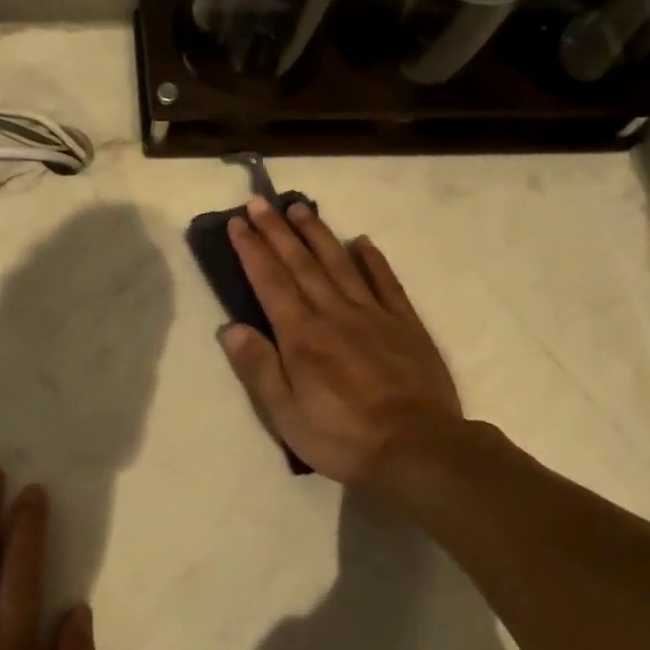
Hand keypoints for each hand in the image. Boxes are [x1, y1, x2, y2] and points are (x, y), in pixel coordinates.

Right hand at [220, 196, 464, 496]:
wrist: (419, 448)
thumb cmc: (343, 437)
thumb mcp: (286, 414)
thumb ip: (258, 368)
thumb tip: (231, 328)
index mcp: (302, 335)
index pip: (270, 281)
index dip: (252, 249)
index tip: (238, 221)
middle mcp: (334, 313)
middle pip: (301, 263)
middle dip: (278, 231)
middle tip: (261, 201)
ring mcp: (374, 315)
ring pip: (340, 263)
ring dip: (317, 234)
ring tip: (300, 208)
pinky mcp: (405, 325)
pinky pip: (386, 283)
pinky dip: (372, 260)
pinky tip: (362, 242)